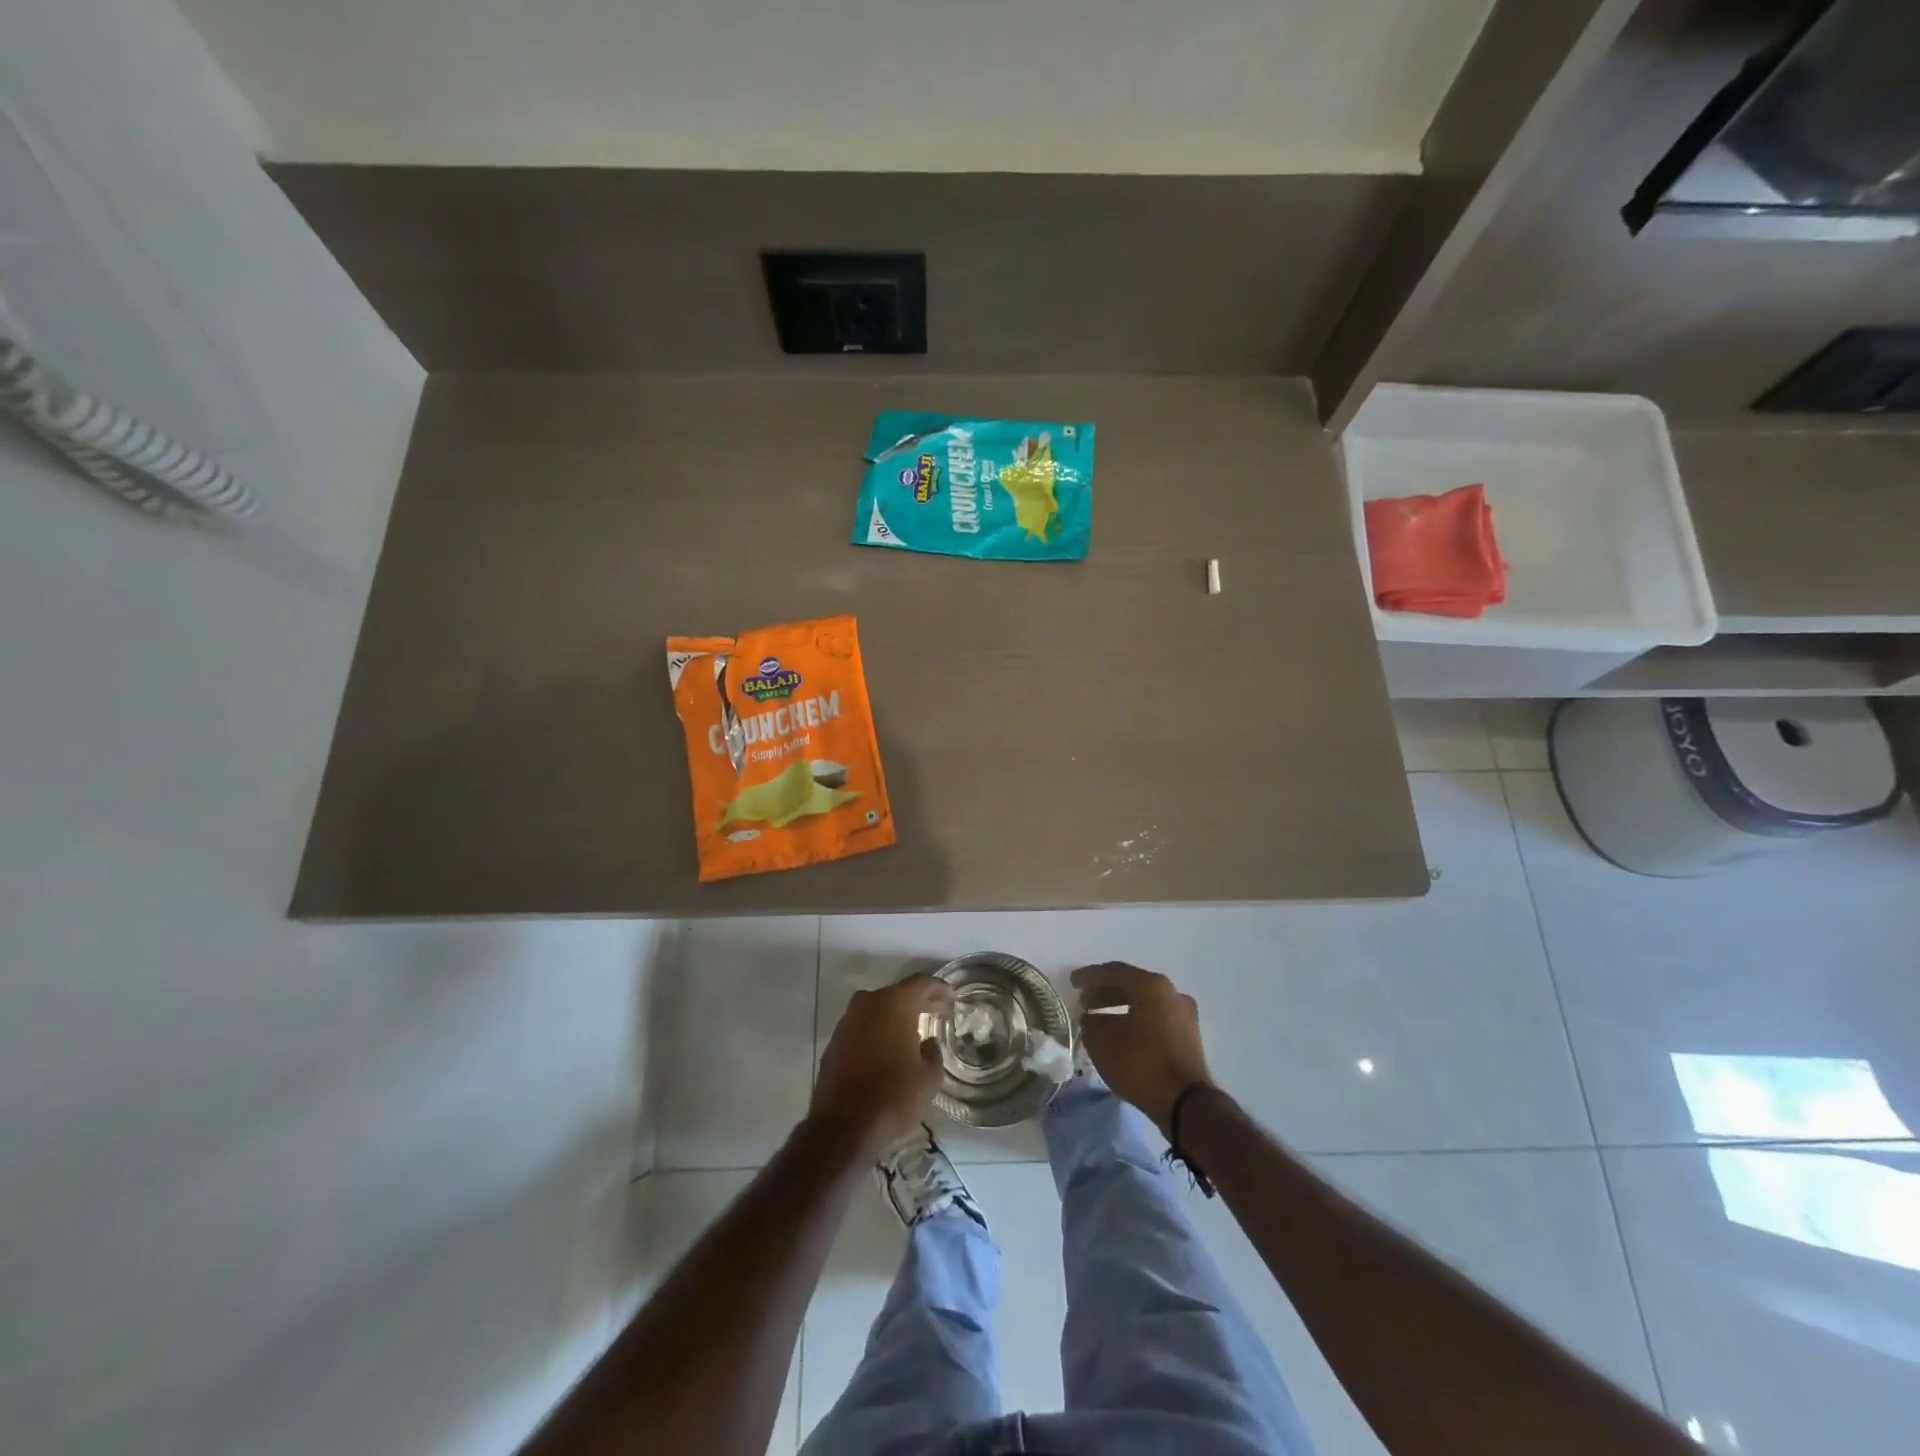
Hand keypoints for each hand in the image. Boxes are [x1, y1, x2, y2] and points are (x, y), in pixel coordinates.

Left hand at [811, 975, 951, 1155]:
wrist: (843, 1126)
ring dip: (894, 1016)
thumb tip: (927, 1044)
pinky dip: (877, 1032)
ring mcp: (847, 1021)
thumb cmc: (893, 1095)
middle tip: (937, 1011)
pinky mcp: (834, 1041)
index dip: (939, 988)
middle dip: (918, 1001)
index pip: (922, 983)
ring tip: (912, 1031)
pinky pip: (862, 1027)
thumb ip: (933, 1053)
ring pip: (877, 1010)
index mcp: (895, 1003)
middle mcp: (868, 1003)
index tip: (951, 997)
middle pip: (898, 993)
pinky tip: (887, 1049)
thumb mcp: (929, 1077)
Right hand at [1072, 962, 1214, 1136]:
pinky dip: (1135, 1020)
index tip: (1073, 982)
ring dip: (1120, 1007)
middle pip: (1132, 985)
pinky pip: (1155, 1019)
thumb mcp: (1102, 1042)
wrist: (1187, 1104)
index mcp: (1151, 985)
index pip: (1114, 972)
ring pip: (1145, 1003)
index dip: (1090, 976)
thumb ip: (1091, 1023)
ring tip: (1099, 1020)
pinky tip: (1121, 1035)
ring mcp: (1184, 1015)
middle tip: (1084, 1001)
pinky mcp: (1188, 1037)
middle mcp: (1171, 993)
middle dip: (1105, 992)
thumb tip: (1091, 1019)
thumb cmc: (1141, 1064)